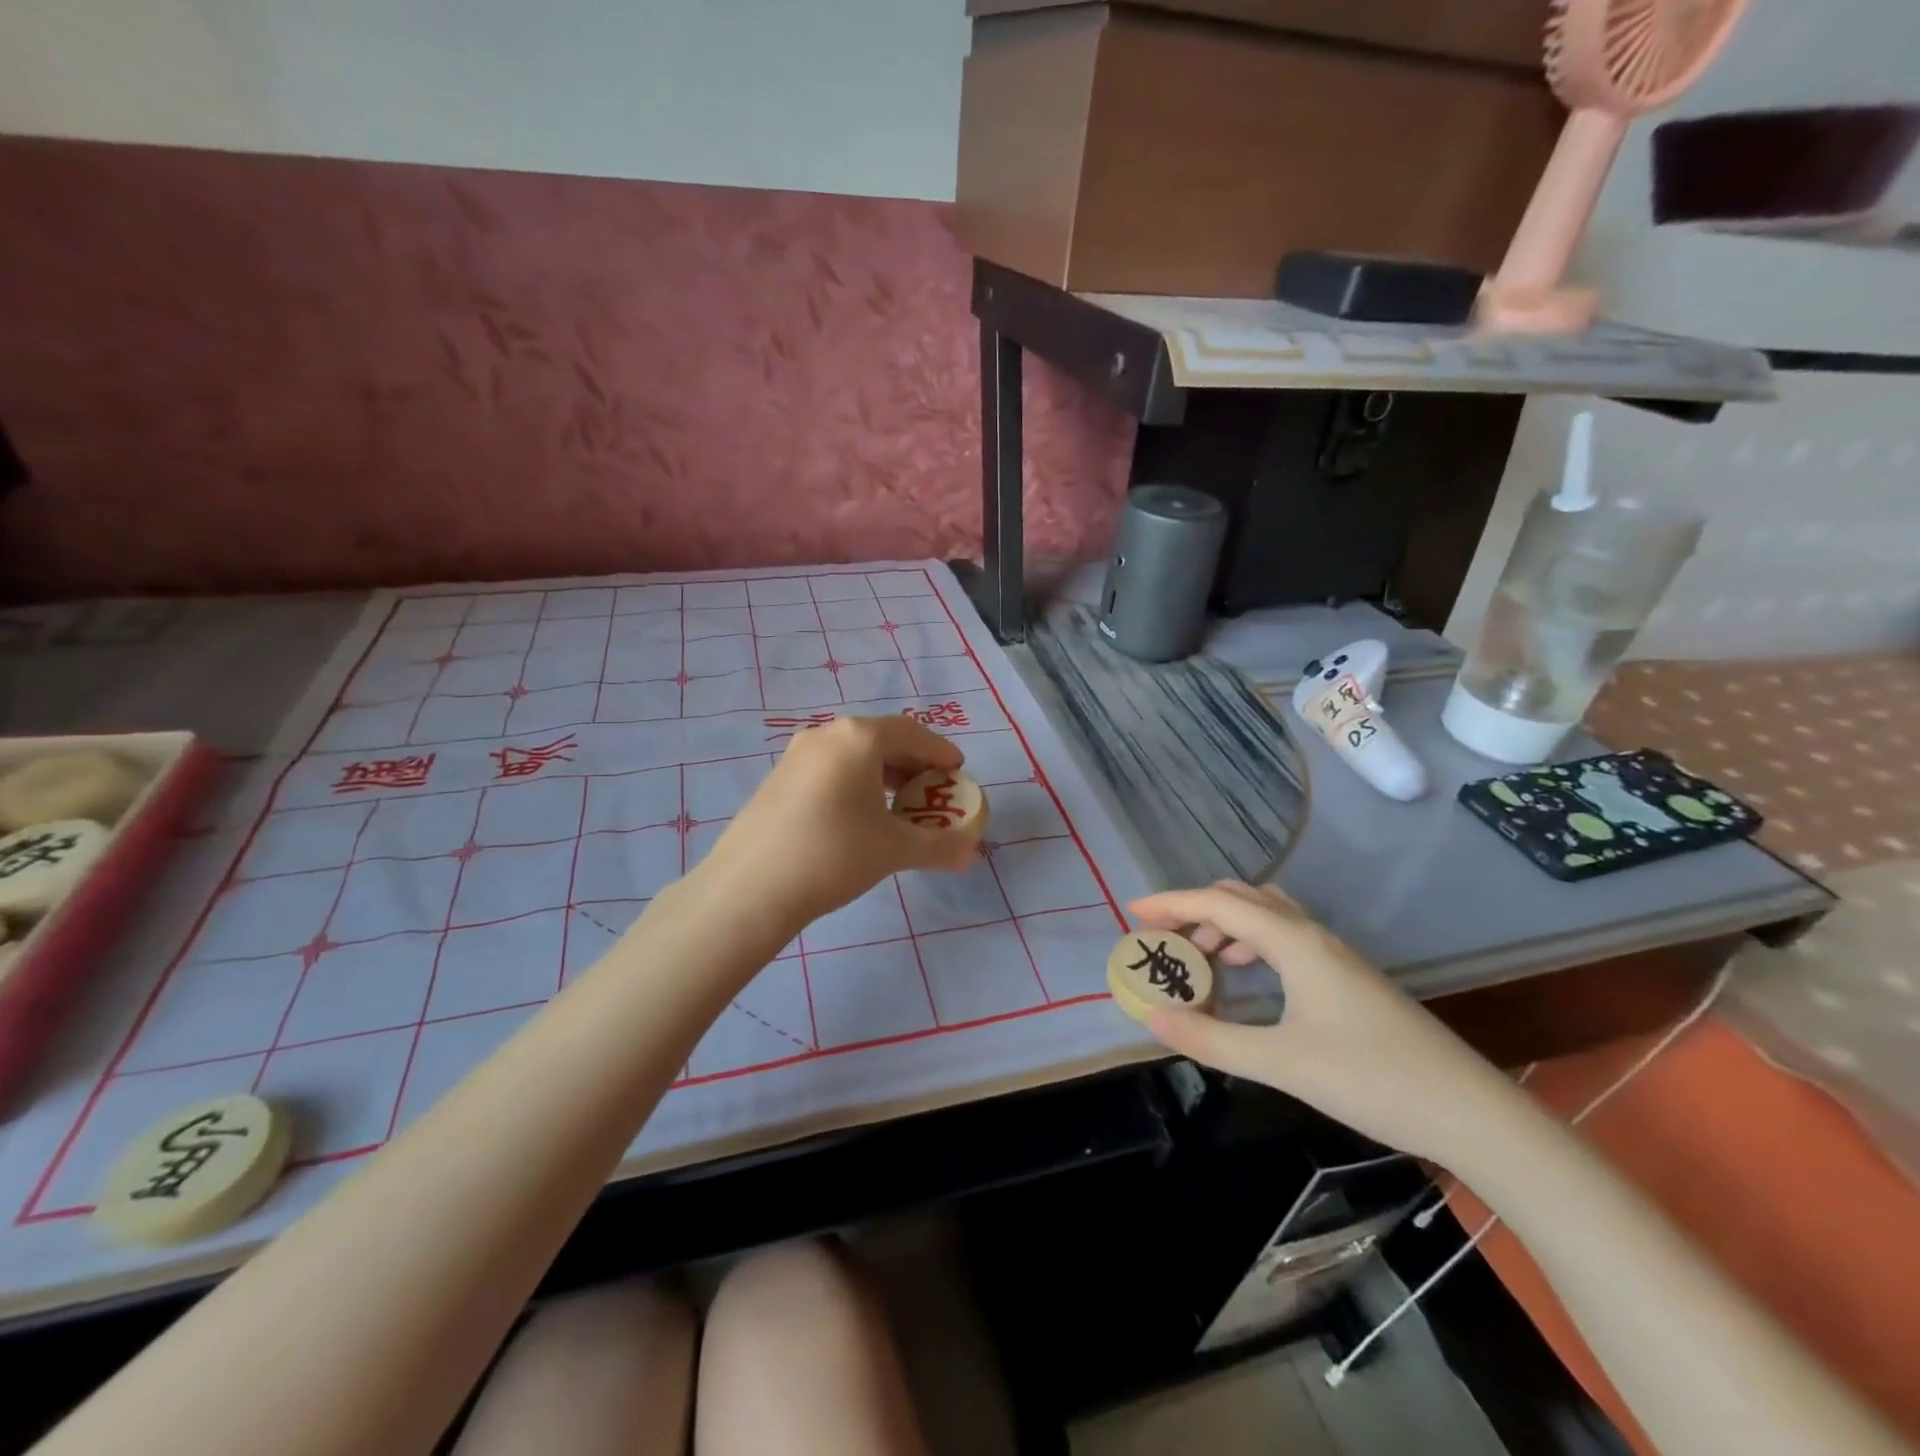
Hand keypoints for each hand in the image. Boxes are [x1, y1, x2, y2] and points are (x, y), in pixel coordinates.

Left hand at [699, 715, 982, 929]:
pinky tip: (859, 818)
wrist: (749, 889)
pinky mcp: (777, 780)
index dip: (940, 751)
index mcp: (858, 738)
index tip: (957, 772)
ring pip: (853, 755)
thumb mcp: (894, 850)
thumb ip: (940, 846)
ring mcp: (796, 756)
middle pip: (882, 740)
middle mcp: (826, 735)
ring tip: (899, 808)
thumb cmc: (833, 855)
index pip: (912, 733)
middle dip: (913, 764)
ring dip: (884, 775)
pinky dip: (856, 784)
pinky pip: (830, 770)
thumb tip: (971, 853)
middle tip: (932, 792)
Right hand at [1131, 881, 1513, 1162]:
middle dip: (1196, 909)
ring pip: (1267, 915)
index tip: (1132, 913)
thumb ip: (1212, 1039)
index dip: (1172, 904)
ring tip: (1199, 958)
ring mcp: (1334, 955)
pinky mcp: (1346, 977)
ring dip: (1226, 924)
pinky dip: (1252, 942)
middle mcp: (1312, 935)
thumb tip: (1152, 1017)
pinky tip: (1247, 976)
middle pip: (1243, 897)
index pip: (1219, 904)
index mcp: (1294, 942)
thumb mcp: (1281, 1062)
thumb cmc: (1371, 1079)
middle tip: (1163, 938)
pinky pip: (1285, 937)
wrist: (1469, 1111)